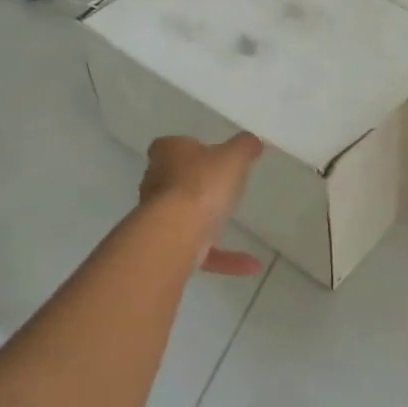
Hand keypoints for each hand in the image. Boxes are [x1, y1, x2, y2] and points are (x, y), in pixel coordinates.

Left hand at [139, 133, 264, 275]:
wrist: (176, 234)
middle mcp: (156, 182)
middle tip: (221, 184)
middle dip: (194, 183)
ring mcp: (159, 217)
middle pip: (174, 179)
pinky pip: (200, 250)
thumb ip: (244, 146)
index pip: (170, 145)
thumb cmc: (202, 184)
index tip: (208, 155)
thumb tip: (252, 142)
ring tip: (234, 222)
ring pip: (183, 215)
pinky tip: (251, 264)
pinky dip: (224, 257)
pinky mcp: (169, 247)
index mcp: (167, 153)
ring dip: (207, 220)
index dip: (188, 148)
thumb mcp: (233, 156)